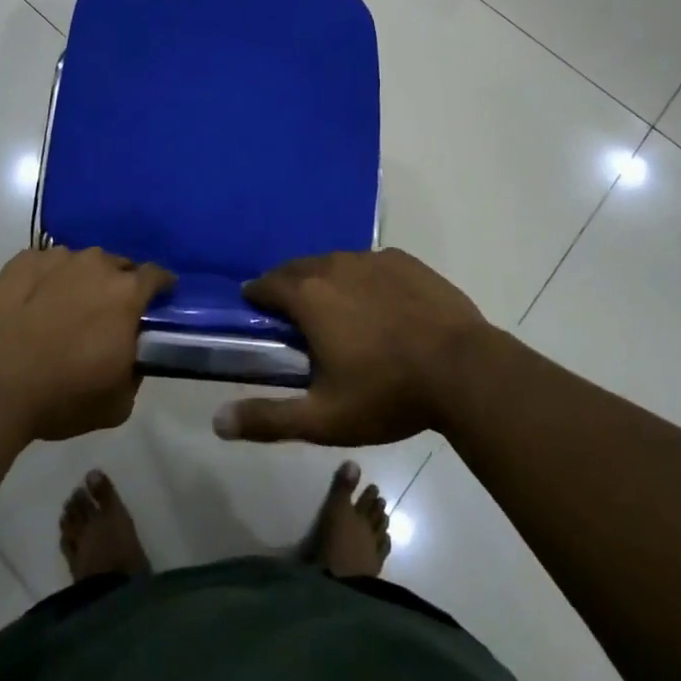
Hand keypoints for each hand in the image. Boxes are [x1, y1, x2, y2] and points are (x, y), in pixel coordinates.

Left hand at [0, 248, 172, 441]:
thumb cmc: (61, 396)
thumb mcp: (117, 403)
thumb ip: (134, 371)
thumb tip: (129, 356)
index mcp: (126, 293)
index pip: (156, 276)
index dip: (160, 286)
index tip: (158, 299)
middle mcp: (96, 264)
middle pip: (117, 266)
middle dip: (117, 285)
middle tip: (105, 314)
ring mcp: (56, 258)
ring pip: (79, 263)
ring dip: (79, 281)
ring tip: (62, 310)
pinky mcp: (21, 261)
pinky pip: (44, 265)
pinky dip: (45, 280)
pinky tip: (31, 305)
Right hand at [214, 248, 491, 446]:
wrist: (463, 369)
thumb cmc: (387, 393)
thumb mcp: (323, 418)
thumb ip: (268, 418)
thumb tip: (217, 422)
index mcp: (309, 295)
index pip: (267, 285)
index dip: (256, 296)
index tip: (254, 309)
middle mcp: (335, 265)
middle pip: (298, 268)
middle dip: (288, 285)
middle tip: (291, 314)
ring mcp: (372, 259)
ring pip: (335, 263)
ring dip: (325, 280)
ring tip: (333, 308)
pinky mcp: (404, 261)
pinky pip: (369, 264)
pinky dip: (361, 278)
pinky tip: (376, 303)